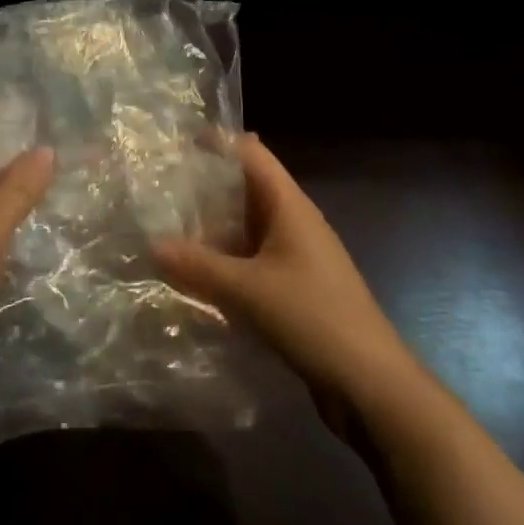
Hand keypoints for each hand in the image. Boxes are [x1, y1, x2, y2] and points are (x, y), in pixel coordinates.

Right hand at [154, 133, 419, 436]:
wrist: (371, 383)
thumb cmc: (313, 317)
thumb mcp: (248, 289)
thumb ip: (199, 266)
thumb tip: (152, 245)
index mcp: (289, 205)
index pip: (252, 154)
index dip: (219, 142)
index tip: (179, 141)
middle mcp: (295, 221)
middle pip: (249, 188)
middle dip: (210, 186)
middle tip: (163, 188)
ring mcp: (299, 255)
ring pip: (250, 227)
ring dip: (217, 228)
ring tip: (171, 229)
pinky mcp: (298, 287)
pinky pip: (256, 260)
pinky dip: (229, 260)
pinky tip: (201, 275)